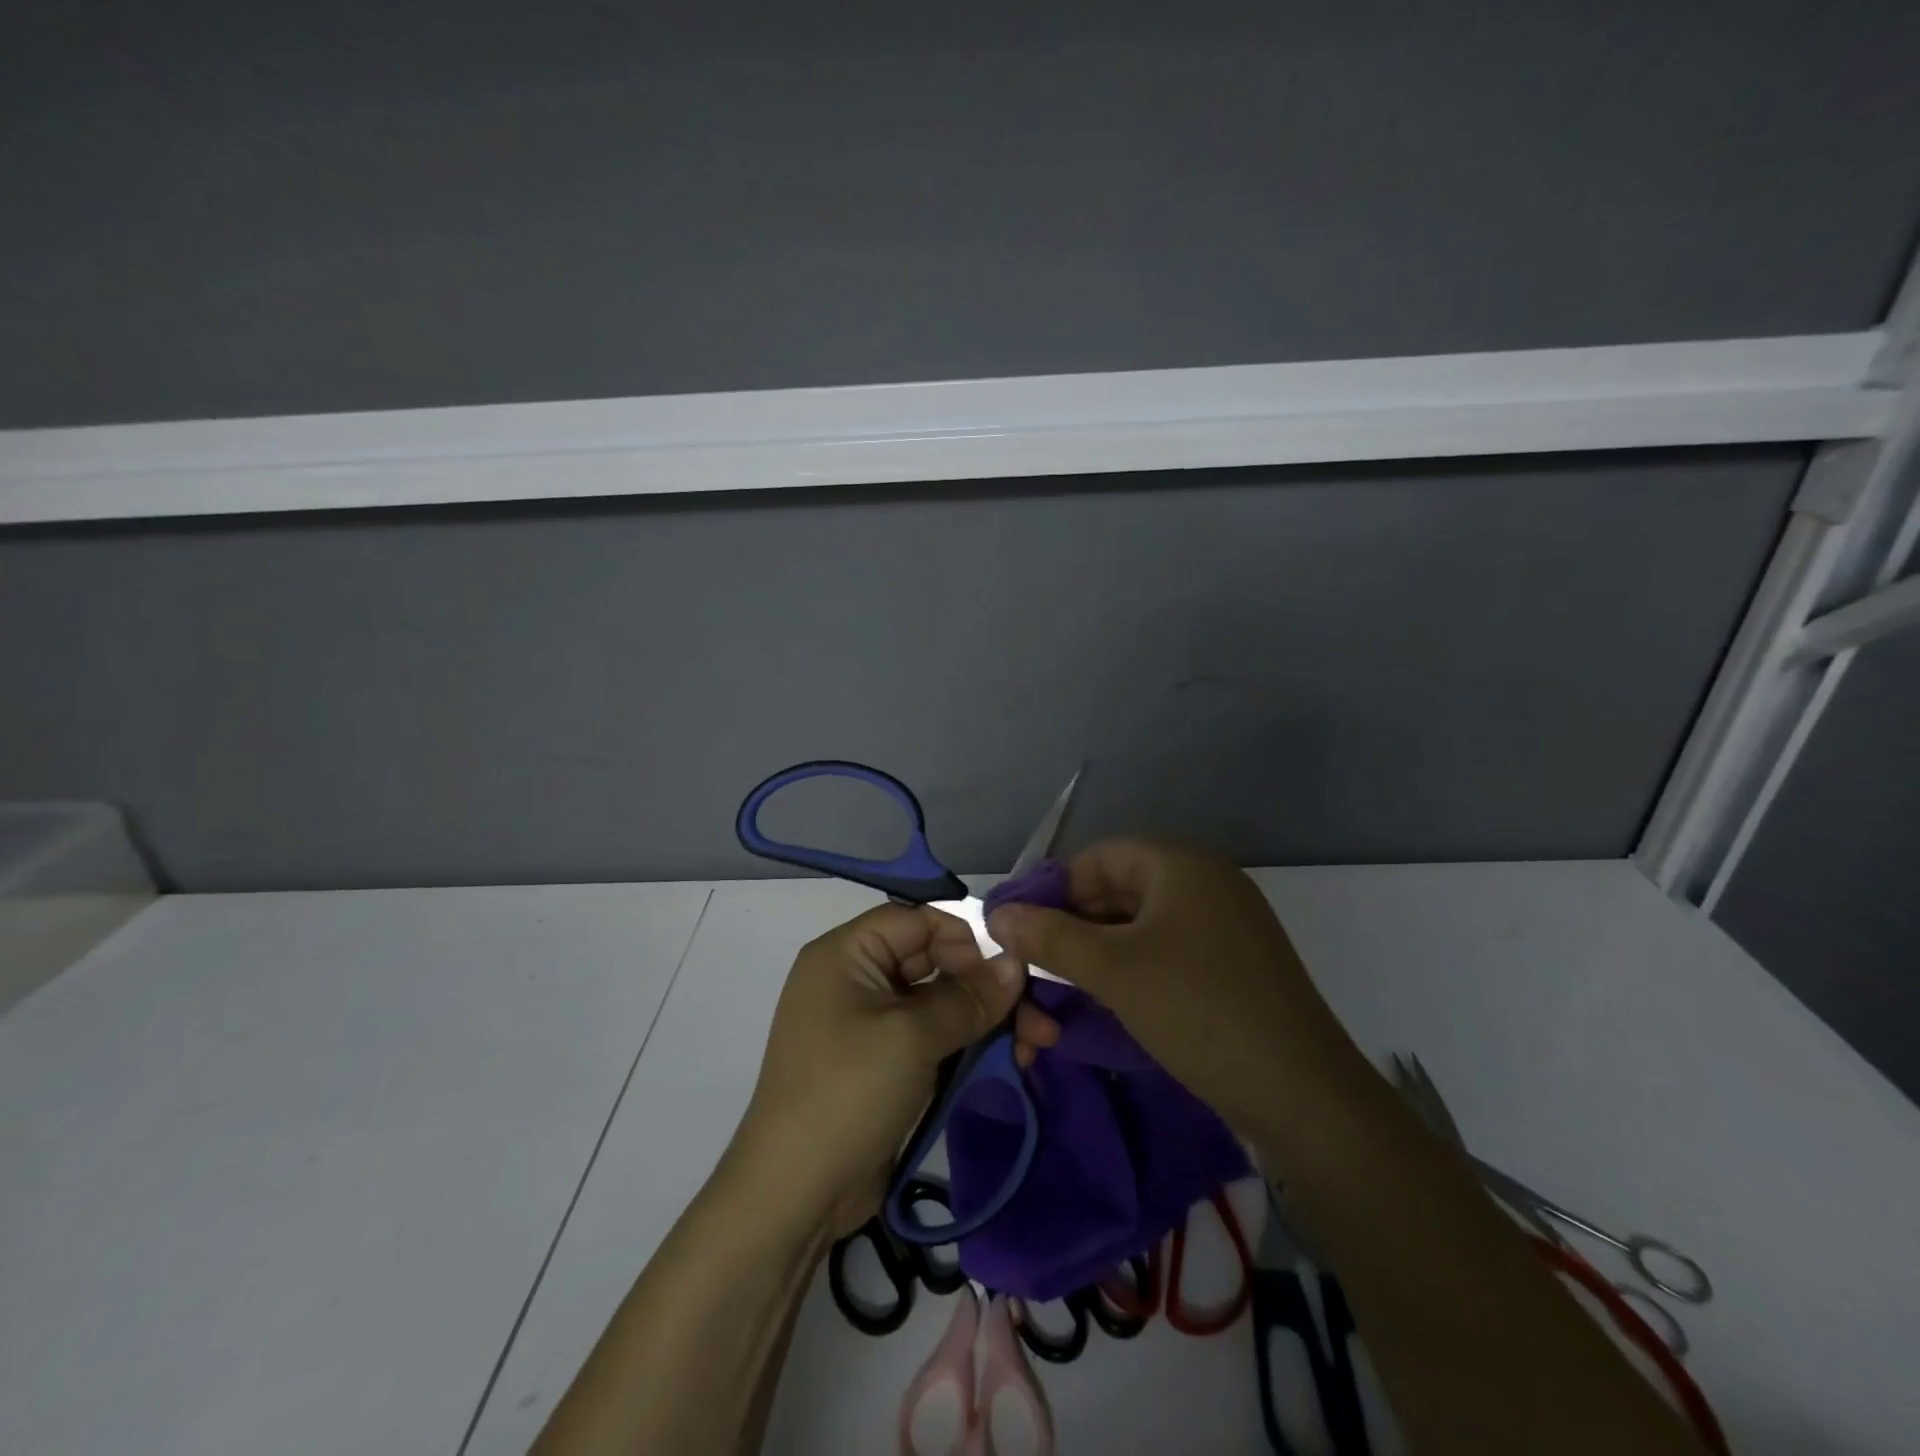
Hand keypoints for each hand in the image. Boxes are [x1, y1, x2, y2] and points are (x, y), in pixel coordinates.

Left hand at [734, 903, 1059, 1235]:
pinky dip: (970, 1044)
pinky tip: (1011, 1059)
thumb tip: (1016, 964)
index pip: (916, 920)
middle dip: (988, 985)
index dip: (966, 936)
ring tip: (1037, 1044)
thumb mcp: (912, 1037)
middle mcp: (857, 979)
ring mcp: (871, 1024)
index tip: (1012, 964)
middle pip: (934, 961)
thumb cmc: (848, 1092)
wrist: (794, 1195)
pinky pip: (934, 1037)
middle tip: (1038, 1014)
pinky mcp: (886, 1063)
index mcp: (846, 954)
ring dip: (988, 1019)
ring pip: (941, 1003)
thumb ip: (969, 997)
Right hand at [985, 838, 1368, 1138]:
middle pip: (1119, 889)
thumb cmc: (1198, 1010)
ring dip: (1098, 951)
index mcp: (1182, 865)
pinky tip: (1108, 1000)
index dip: (1053, 887)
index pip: (1099, 856)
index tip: (1019, 927)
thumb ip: (1050, 936)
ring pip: (1141, 925)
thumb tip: (995, 914)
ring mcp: (1225, 926)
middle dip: (1072, 925)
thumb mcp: (1113, 970)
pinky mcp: (1233, 965)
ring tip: (1064, 987)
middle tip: (1035, 964)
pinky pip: (1167, 951)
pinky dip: (1132, 968)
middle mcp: (1206, 883)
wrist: (1303, 1095)